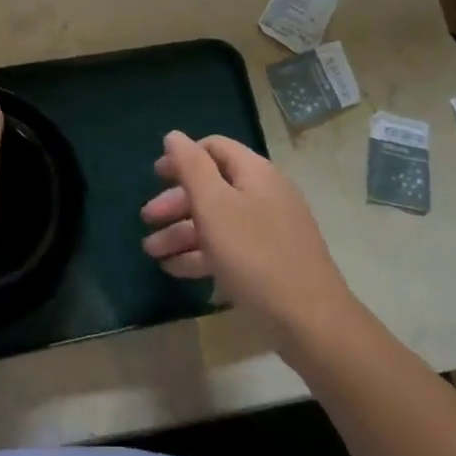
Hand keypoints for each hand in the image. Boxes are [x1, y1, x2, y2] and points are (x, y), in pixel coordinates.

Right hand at [141, 131, 356, 344]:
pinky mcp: (269, 261)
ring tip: (151, 252)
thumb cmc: (254, 254)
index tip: (155, 176)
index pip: (214, 148)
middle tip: (146, 218)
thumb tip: (173, 135)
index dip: (182, 158)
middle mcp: (264, 194)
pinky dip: (201, 254)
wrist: (309, 320)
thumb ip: (191, 167)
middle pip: (212, 186)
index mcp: (255, 173)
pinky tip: (175, 269)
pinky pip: (228, 248)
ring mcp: (269, 230)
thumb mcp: (214, 206)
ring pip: (217, 221)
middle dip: (176, 202)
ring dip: (181, 232)